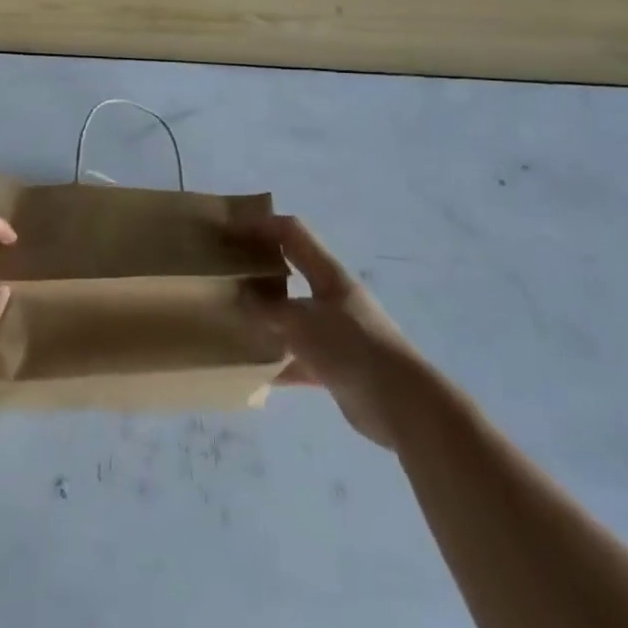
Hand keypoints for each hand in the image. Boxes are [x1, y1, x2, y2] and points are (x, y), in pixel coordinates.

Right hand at [246, 216, 422, 449]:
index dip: (261, 224)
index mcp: (326, 272)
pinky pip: (298, 358)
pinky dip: (278, 363)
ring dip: (266, 317)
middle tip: (225, 273)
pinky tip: (253, 374)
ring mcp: (334, 331)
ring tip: (232, 321)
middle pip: (290, 270)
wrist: (401, 403)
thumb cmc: (352, 346)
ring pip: (292, 315)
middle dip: (259, 268)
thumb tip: (240, 297)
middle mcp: (330, 295)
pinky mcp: (336, 366)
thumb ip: (269, 310)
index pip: (291, 232)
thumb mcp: (303, 323)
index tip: (229, 228)